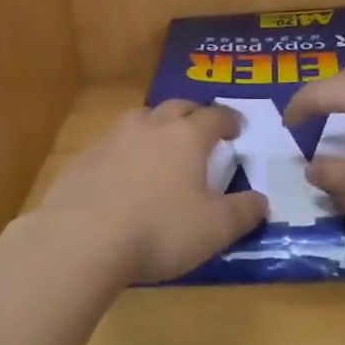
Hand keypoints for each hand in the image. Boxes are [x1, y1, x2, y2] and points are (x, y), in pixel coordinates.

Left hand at [37, 101, 268, 285]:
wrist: (83, 238)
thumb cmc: (160, 229)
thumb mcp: (215, 228)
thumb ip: (243, 212)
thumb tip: (261, 200)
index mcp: (186, 136)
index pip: (214, 116)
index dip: (229, 120)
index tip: (236, 129)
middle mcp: (150, 126)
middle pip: (176, 107)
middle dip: (193, 114)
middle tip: (202, 128)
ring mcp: (113, 138)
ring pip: (141, 118)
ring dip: (157, 125)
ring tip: (162, 144)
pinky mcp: (85, 158)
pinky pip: (113, 143)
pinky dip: (127, 150)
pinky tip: (125, 173)